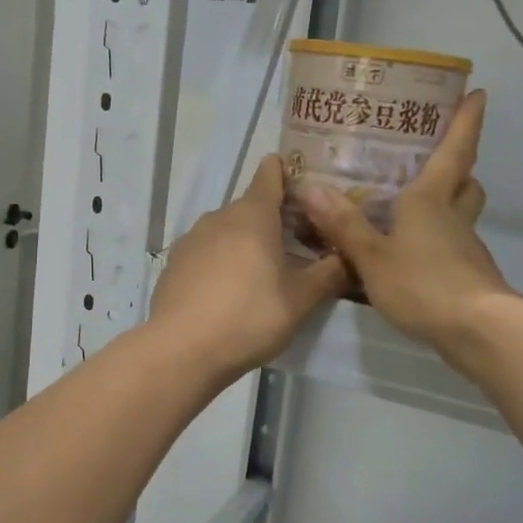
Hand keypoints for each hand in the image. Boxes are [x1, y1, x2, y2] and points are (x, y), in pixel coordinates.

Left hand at [149, 155, 347, 381]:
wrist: (182, 350)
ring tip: (263, 271)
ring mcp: (191, 239)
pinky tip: (228, 291)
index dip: (285, 172)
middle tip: (296, 243)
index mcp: (253, 215)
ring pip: (226, 230)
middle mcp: (219, 217)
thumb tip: (348, 258)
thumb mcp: (300, 300)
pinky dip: (220, 262)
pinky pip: (206, 253)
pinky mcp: (174, 264)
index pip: (270, 175)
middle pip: (250, 207)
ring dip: (245, 242)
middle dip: (272, 219)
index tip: (300, 181)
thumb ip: (328, 275)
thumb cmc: (249, 316)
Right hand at [290, 90, 515, 353]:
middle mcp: (453, 216)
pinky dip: (436, 240)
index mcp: (431, 199)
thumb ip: (343, 225)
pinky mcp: (468, 274)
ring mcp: (465, 247)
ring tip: (410, 206)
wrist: (478, 331)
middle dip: (456, 166)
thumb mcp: (372, 256)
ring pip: (460, 214)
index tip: (477, 93)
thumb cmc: (424, 283)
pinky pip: (452, 244)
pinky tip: (411, 254)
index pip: (455, 150)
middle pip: (464, 182)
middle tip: (431, 158)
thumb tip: (309, 187)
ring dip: (446, 203)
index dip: (465, 120)